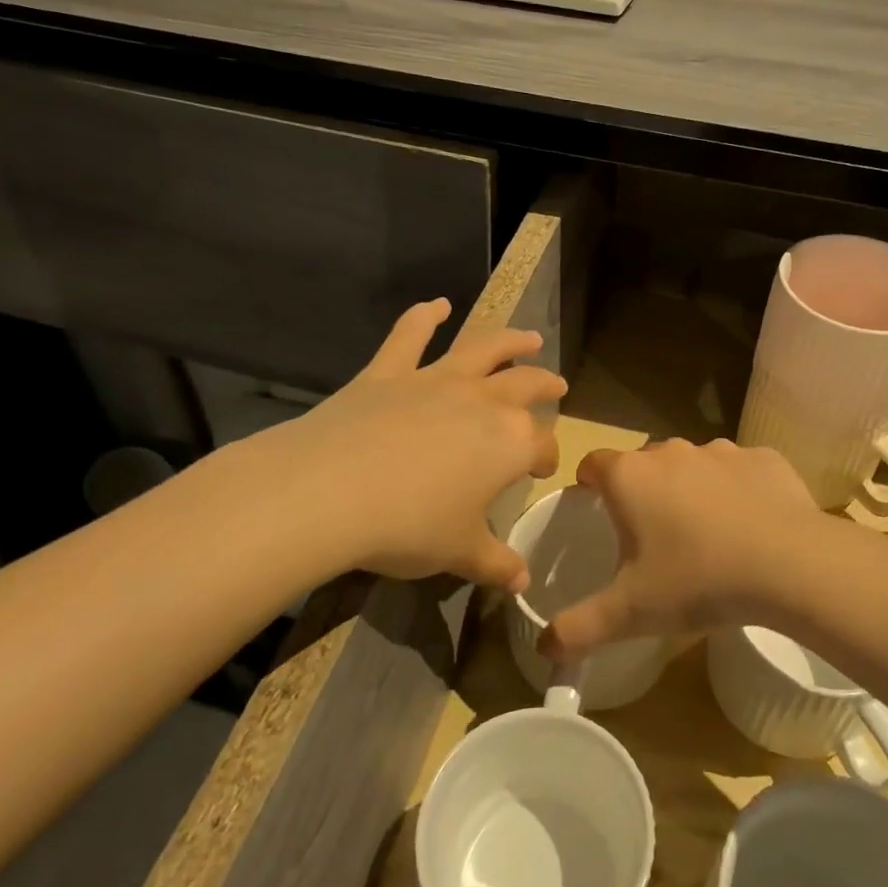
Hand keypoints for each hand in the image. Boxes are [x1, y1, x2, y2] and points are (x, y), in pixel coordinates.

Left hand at [265, 299, 564, 587]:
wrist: (330, 492)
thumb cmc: (409, 526)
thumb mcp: (459, 553)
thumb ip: (495, 564)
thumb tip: (522, 582)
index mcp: (509, 442)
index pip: (541, 445)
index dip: (546, 458)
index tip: (541, 471)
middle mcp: (482, 401)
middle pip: (526, 385)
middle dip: (546, 385)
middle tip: (557, 386)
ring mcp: (435, 380)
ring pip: (483, 349)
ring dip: (510, 341)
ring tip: (528, 338)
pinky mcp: (389, 372)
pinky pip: (410, 335)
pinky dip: (424, 316)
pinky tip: (437, 304)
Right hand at [544, 438, 818, 657]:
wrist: (788, 564)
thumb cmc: (696, 580)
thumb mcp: (629, 613)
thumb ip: (578, 629)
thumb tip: (544, 649)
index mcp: (630, 477)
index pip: (593, 463)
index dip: (589, 482)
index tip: (594, 505)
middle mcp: (671, 451)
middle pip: (644, 463)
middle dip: (642, 490)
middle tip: (651, 534)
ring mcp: (721, 451)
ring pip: (693, 464)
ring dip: (690, 488)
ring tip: (704, 533)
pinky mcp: (764, 458)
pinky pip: (740, 471)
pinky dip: (738, 490)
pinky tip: (750, 525)